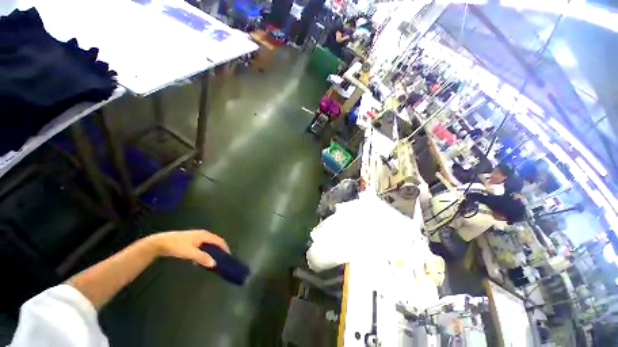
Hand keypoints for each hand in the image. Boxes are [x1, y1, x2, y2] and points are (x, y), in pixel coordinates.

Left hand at [147, 230, 228, 267]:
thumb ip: (202, 258)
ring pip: (208, 243)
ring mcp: (197, 236)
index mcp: (205, 235)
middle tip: (221, 258)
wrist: (160, 242)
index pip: (219, 241)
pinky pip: (203, 245)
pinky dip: (205, 251)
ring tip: (212, 259)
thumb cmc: (177, 246)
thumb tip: (214, 263)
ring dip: (212, 251)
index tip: (228, 256)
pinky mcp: (191, 240)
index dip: (224, 247)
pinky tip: (200, 258)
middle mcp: (203, 234)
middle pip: (215, 241)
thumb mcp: (190, 253)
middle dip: (219, 249)